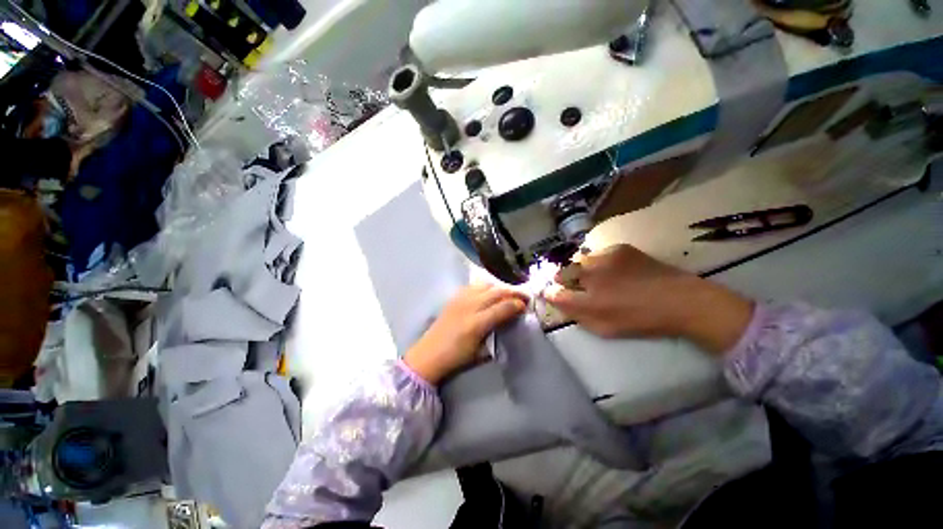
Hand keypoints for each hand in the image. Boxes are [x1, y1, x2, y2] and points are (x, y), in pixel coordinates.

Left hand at [404, 285, 528, 384]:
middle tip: (523, 296)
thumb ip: (497, 334)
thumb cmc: (457, 357)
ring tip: (507, 294)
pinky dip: (485, 287)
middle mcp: (469, 306)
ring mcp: (460, 299)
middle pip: (496, 292)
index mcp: (477, 323)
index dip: (517, 304)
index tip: (526, 306)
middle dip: (513, 292)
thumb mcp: (481, 352)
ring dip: (499, 288)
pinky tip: (489, 293)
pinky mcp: (454, 297)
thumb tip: (510, 321)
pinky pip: (473, 286)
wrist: (429, 354)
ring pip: (485, 285)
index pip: (503, 307)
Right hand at [544, 245, 753, 354]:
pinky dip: (597, 261)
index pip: (555, 294)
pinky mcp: (619, 248)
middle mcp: (592, 276)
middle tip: (574, 286)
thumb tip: (556, 301)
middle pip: (562, 272)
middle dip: (563, 279)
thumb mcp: (605, 327)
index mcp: (589, 301)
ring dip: (580, 269)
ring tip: (594, 277)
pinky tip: (611, 269)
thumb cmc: (642, 320)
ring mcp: (605, 259)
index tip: (552, 294)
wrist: (681, 300)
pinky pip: (597, 253)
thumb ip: (577, 314)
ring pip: (578, 260)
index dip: (550, 293)